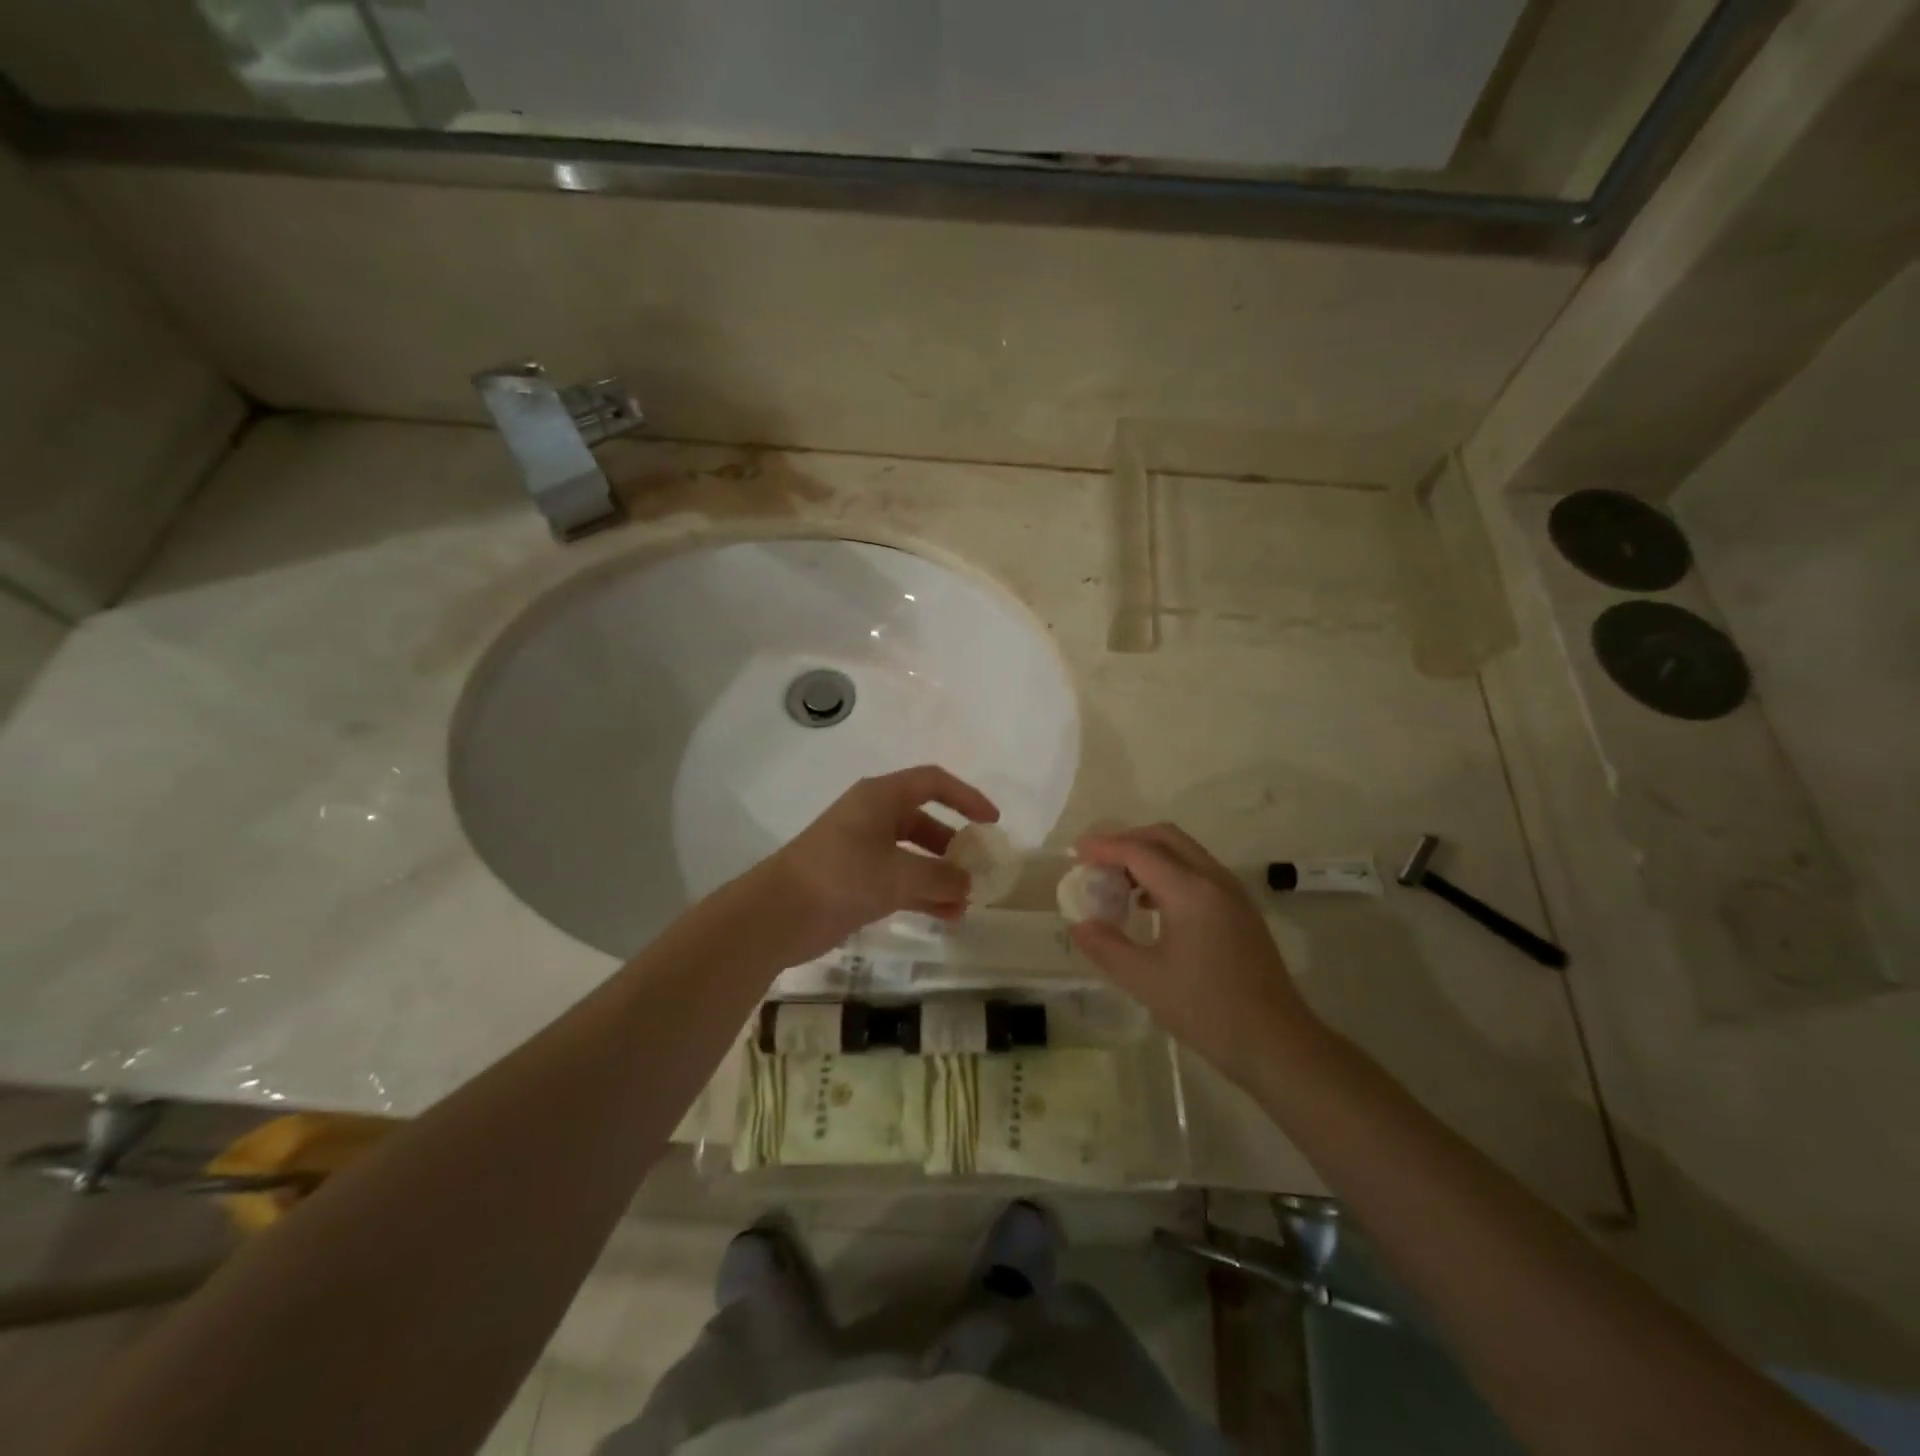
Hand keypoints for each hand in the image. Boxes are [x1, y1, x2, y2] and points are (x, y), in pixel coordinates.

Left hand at [751, 765, 999, 962]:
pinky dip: (923, 895)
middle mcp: (874, 817)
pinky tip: (947, 917)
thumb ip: (940, 878)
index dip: (966, 797)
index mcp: (881, 798)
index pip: (933, 782)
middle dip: (954, 847)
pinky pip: (900, 881)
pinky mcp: (856, 881)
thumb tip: (968, 885)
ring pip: (914, 856)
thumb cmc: (840, 876)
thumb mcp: (898, 875)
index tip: (992, 821)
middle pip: (925, 822)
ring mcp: (863, 850)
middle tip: (979, 870)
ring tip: (967, 904)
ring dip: (941, 877)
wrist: (777, 913)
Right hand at [1069, 823, 1320, 1085]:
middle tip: (1096, 861)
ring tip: (1118, 883)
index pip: (1139, 852)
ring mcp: (1232, 893)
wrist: (1277, 1043)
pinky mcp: (1240, 909)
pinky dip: (1169, 872)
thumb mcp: (1145, 981)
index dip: (1104, 847)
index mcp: (1191, 891)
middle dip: (1127, 841)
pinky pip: (1198, 871)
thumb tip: (1078, 924)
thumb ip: (1106, 947)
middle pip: (1165, 838)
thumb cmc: (1207, 1011)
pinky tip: (1150, 905)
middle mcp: (1214, 880)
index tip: (1075, 851)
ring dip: (1149, 855)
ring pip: (1184, 852)